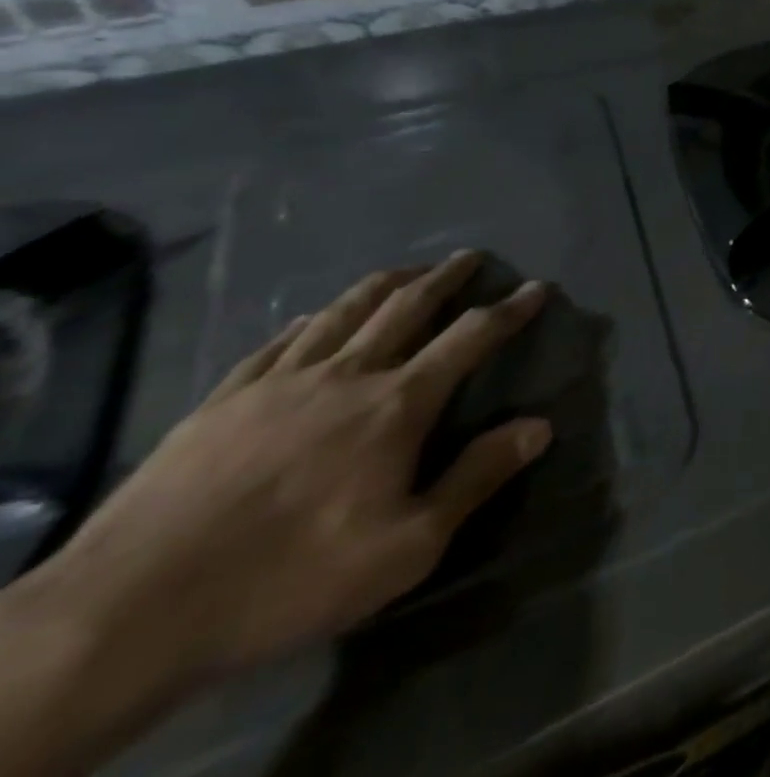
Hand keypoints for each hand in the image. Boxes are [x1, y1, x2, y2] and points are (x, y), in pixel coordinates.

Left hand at [30, 252, 550, 692]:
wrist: (125, 616)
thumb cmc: (289, 579)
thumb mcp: (407, 547)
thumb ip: (476, 478)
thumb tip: (540, 425)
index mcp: (397, 404)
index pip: (470, 337)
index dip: (509, 309)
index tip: (537, 286)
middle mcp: (346, 374)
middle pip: (406, 306)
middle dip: (445, 277)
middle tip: (470, 257)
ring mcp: (278, 383)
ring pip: (343, 311)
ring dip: (383, 284)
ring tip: (405, 269)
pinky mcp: (221, 402)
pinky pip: (277, 342)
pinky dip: (308, 320)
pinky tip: (311, 318)